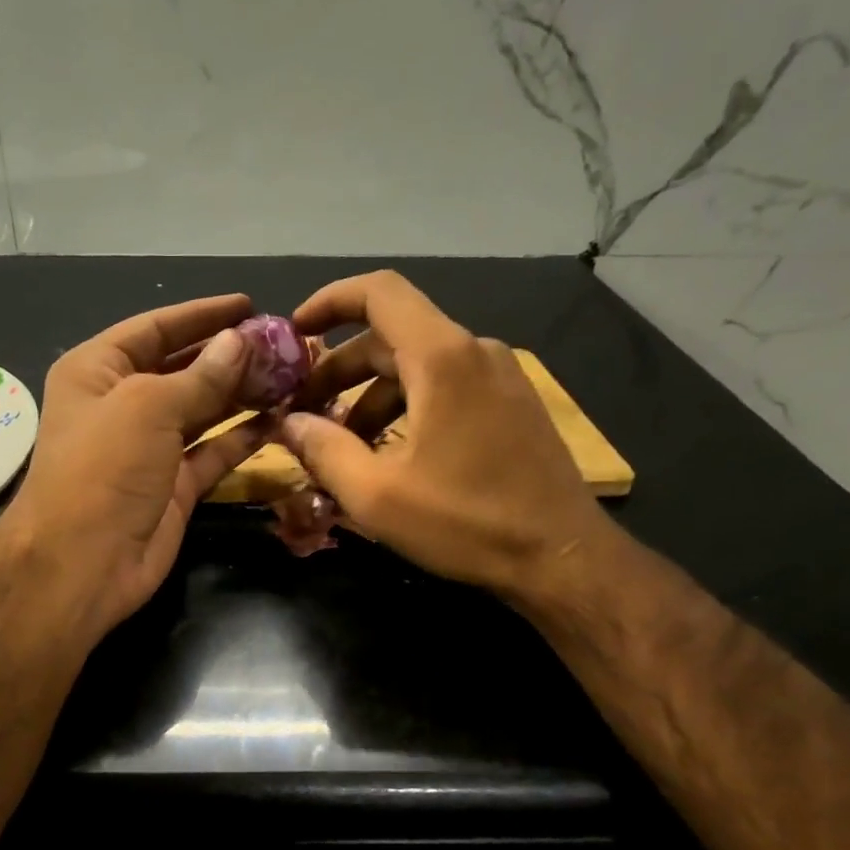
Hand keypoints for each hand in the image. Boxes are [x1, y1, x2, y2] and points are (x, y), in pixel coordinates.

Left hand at [0, 294, 267, 638]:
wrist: (83, 563)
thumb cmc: (103, 468)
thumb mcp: (148, 407)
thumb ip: (200, 376)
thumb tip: (239, 342)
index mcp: (98, 371)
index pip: (155, 328)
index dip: (201, 315)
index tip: (248, 304)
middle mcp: (123, 404)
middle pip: (183, 368)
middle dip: (229, 356)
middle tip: (282, 344)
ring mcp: (151, 447)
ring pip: (204, 410)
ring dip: (242, 394)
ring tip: (290, 375)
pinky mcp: (176, 485)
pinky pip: (214, 451)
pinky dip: (244, 437)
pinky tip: (279, 418)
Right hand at [280, 270, 611, 598]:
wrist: (561, 556)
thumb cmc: (465, 522)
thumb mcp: (376, 494)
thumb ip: (322, 449)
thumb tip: (288, 423)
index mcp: (442, 358)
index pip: (379, 292)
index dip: (329, 301)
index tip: (295, 332)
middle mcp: (474, 351)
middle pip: (392, 336)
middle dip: (340, 371)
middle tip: (304, 413)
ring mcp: (499, 376)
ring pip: (417, 367)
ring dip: (370, 398)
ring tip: (343, 448)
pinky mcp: (511, 403)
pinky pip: (445, 387)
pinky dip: (406, 407)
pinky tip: (389, 455)